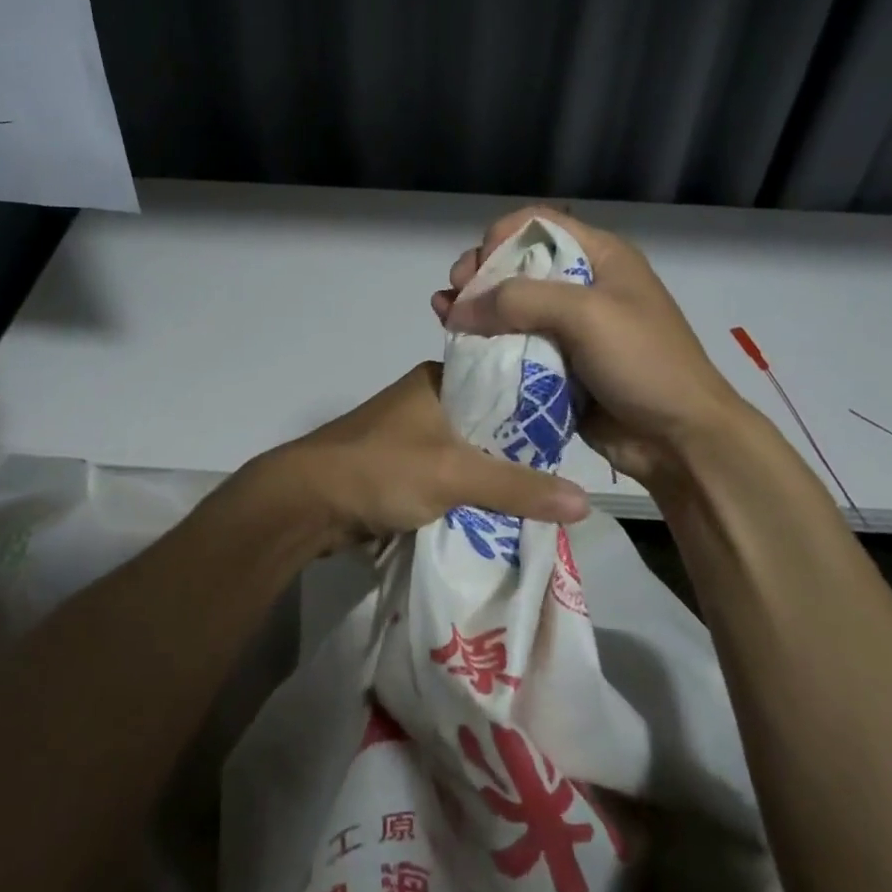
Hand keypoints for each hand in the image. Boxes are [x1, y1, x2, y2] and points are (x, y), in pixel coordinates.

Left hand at [244, 362, 589, 549]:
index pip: (504, 384)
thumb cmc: (382, 468)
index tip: (575, 434)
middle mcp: (428, 399)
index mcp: (439, 379)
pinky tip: (501, 512)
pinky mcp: (402, 466)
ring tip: (544, 498)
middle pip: (489, 424)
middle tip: (566, 476)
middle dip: (520, 453)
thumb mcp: (455, 474)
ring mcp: (412, 434)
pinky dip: (471, 492)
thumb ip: (518, 488)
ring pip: (469, 453)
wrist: (306, 503)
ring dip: (495, 476)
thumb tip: (586, 501)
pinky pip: (450, 476)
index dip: (538, 409)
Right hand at [432, 207, 744, 493]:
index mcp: (600, 257)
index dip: (501, 236)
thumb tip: (458, 308)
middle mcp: (581, 284)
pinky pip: (514, 344)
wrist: (680, 439)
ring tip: (443, 315)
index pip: (538, 224)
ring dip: (475, 307)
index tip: (478, 267)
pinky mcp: (557, 363)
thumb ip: (520, 300)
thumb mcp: (586, 315)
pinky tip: (458, 343)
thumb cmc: (643, 362)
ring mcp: (569, 326)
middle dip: (480, 273)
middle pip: (517, 263)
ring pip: (509, 305)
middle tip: (454, 292)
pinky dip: (485, 342)